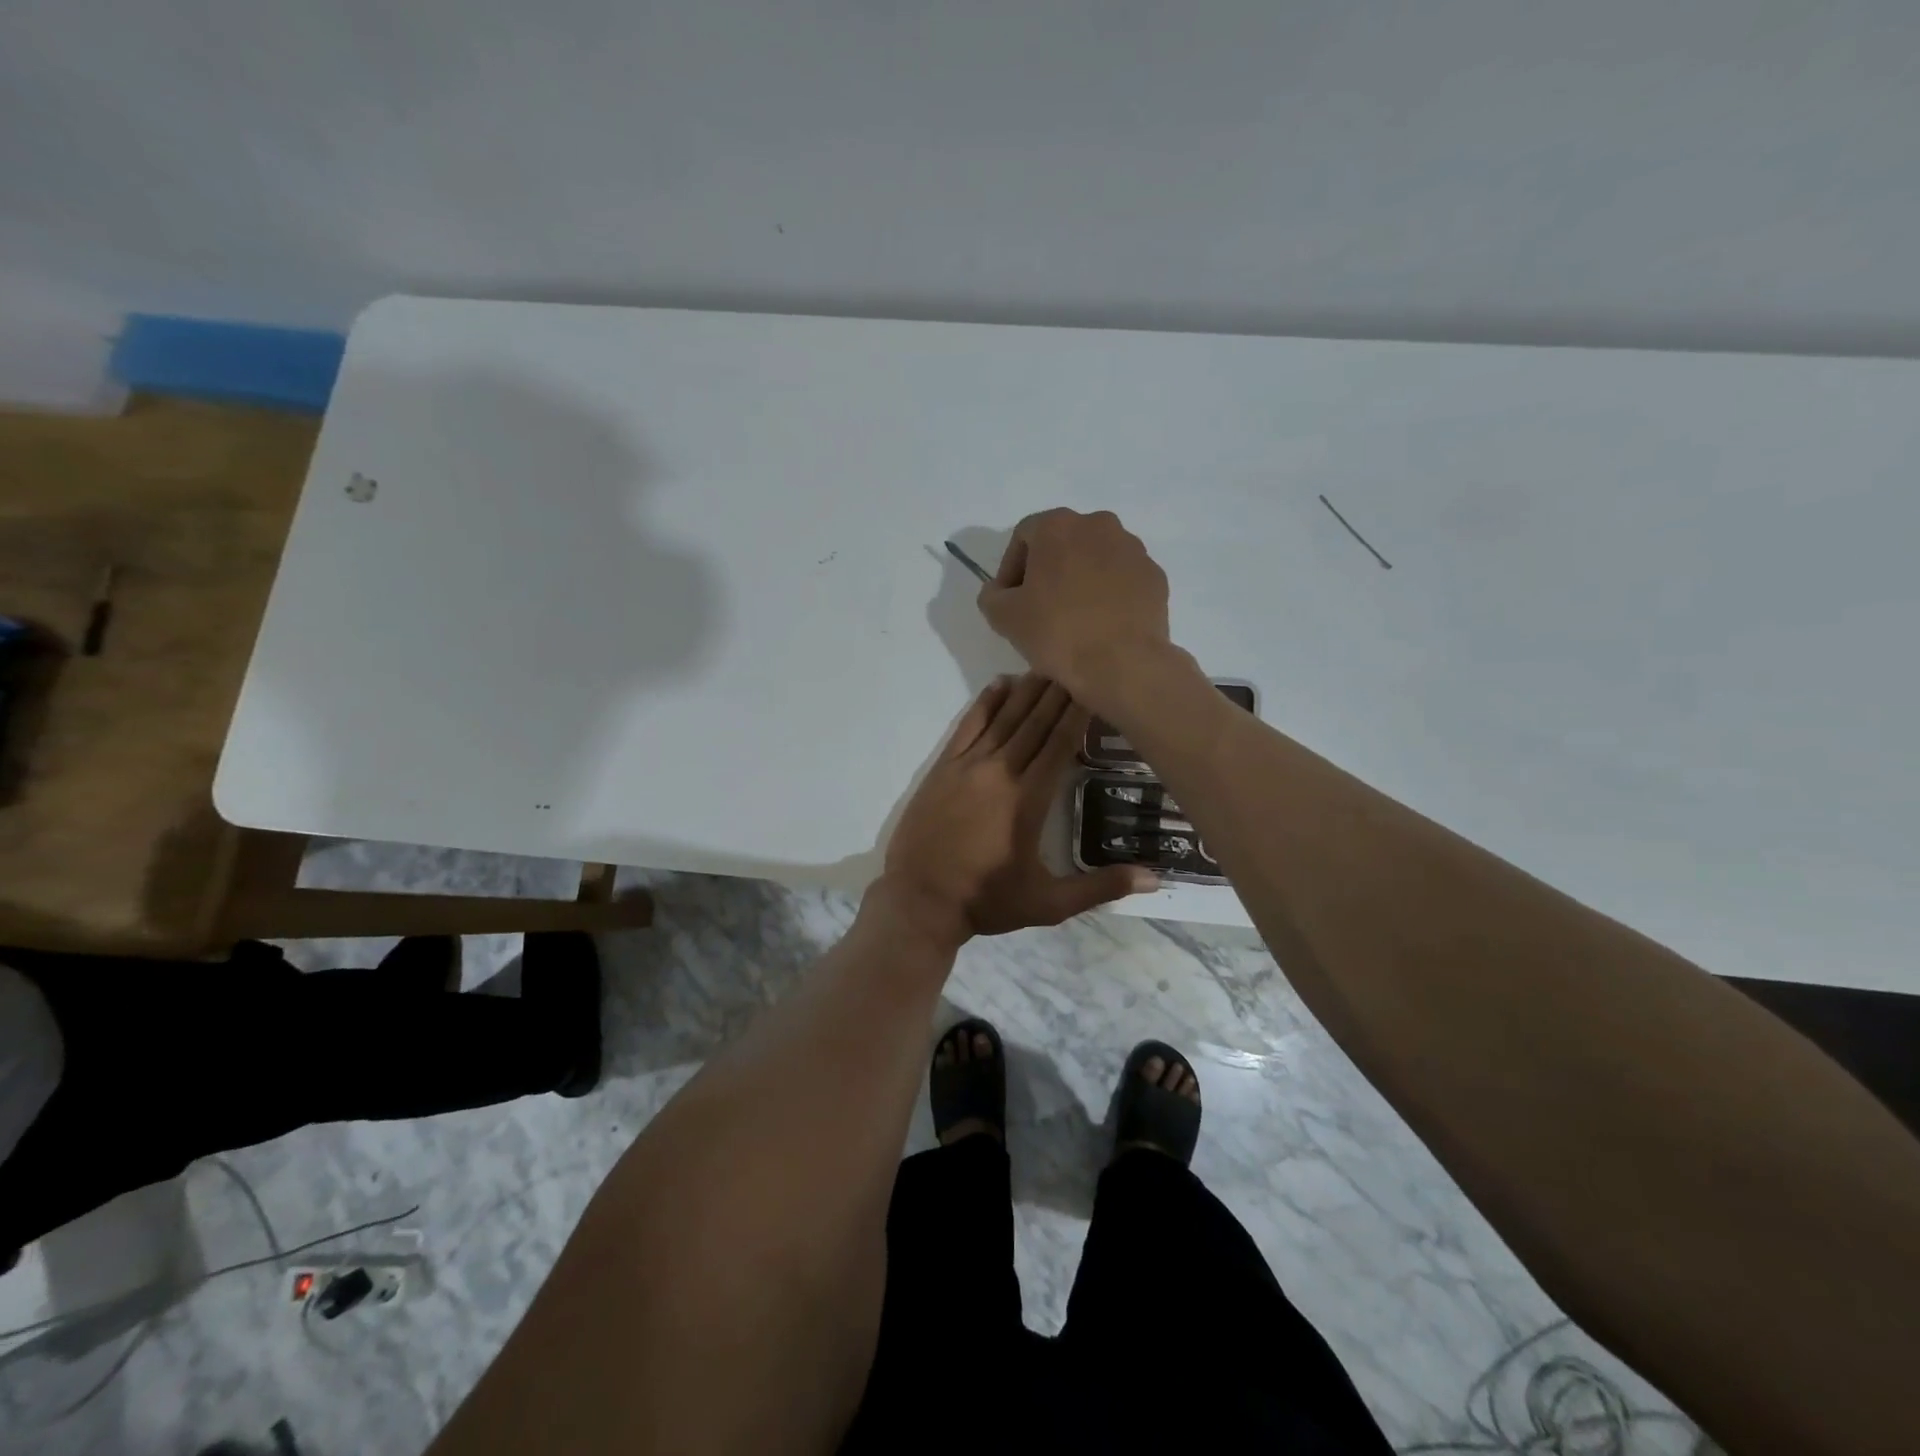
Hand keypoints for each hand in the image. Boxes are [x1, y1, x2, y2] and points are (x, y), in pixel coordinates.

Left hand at [880, 673, 1157, 946]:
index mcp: (1028, 799)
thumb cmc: (987, 901)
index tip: (1096, 687)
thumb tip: (1155, 880)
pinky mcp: (942, 768)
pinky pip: (967, 726)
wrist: (919, 901)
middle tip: (1079, 664)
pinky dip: (985, 704)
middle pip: (1035, 723)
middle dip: (1058, 692)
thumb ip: (1101, 887)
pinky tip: (999, 685)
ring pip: (1004, 718)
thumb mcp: (1049, 904)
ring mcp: (967, 766)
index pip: (1060, 744)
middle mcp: (1000, 772)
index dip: (1078, 713)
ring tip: (1048, 666)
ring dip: (1027, 691)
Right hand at [977, 509, 1178, 711]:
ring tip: (1073, 619)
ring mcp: (1133, 549)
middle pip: (1063, 543)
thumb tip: (1000, 591)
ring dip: (1080, 581)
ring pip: (1096, 559)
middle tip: (1039, 608)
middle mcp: (1099, 524)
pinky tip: (1101, 625)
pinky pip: (1123, 580)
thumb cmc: (1057, 633)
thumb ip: (992, 595)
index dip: (1010, 569)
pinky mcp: (1155, 576)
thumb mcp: (1003, 617)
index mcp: (1058, 526)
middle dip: (1048, 571)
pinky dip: (1109, 595)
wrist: (1123, 664)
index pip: (1024, 537)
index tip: (1009, 601)